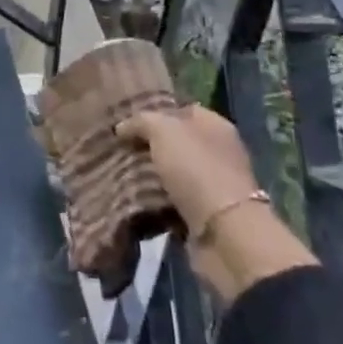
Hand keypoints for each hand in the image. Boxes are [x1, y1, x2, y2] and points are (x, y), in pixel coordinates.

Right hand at [119, 104, 258, 235]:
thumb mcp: (163, 131)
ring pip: (172, 172)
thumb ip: (141, 121)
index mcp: (215, 125)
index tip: (126, 122)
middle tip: (117, 149)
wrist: (224, 233)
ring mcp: (213, 184)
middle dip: (148, 146)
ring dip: (149, 175)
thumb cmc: (196, 170)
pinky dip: (156, 200)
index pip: (181, 110)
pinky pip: (173, 200)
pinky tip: (134, 198)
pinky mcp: (206, 214)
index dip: (154, 113)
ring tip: (118, 174)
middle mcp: (218, 151)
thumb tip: (122, 128)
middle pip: (176, 142)